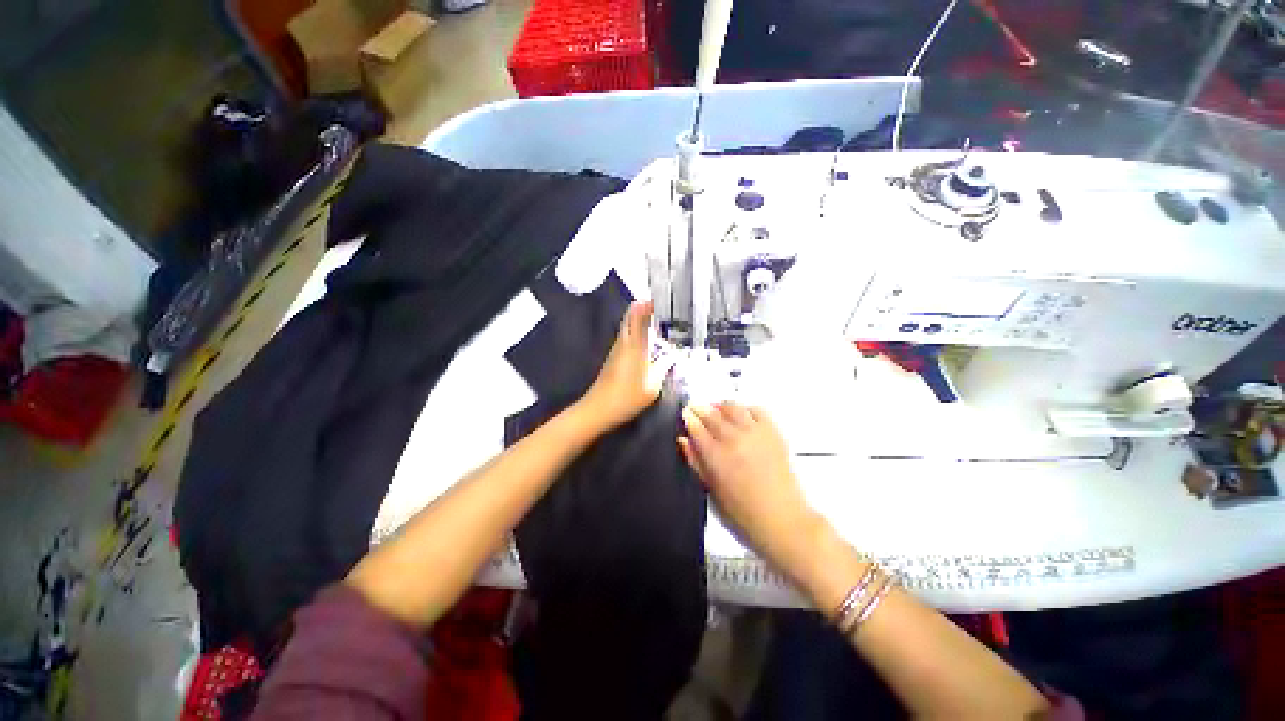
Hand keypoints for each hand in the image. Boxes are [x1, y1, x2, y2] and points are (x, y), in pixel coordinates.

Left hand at [579, 301, 672, 431]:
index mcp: (636, 345)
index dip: (647, 303)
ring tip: (657, 319)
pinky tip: (647, 338)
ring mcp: (616, 348)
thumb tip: (672, 356)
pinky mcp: (613, 356)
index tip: (658, 295)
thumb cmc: (629, 396)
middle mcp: (624, 341)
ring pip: (627, 325)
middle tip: (660, 306)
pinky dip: (635, 330)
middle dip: (643, 307)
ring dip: (639, 318)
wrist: (600, 408)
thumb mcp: (654, 385)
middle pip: (630, 316)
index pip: (639, 316)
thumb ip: (664, 367)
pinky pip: (626, 336)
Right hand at [679, 403, 822, 573]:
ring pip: (733, 407)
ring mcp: (755, 433)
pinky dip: (746, 408)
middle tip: (696, 407)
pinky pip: (757, 410)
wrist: (783, 519)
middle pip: (712, 414)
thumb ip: (696, 462)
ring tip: (717, 409)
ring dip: (721, 406)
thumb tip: (684, 440)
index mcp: (716, 457)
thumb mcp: (712, 491)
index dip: (689, 418)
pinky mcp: (773, 432)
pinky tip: (742, 414)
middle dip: (701, 408)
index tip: (685, 413)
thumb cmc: (742, 514)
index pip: (697, 428)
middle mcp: (734, 439)